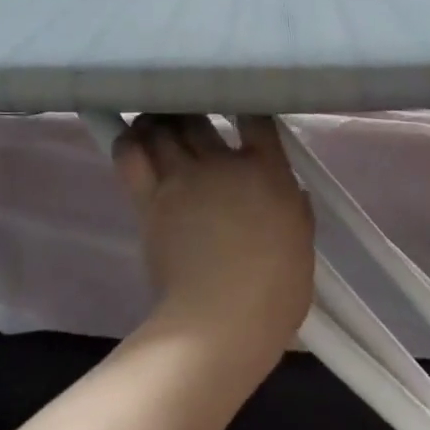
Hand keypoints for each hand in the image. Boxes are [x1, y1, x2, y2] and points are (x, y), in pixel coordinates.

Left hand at [112, 115, 314, 361]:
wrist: (219, 321)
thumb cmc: (274, 289)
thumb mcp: (301, 243)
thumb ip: (295, 209)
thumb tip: (290, 192)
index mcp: (266, 169)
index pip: (256, 119)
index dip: (247, 108)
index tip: (241, 108)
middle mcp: (221, 163)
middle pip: (200, 116)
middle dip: (192, 109)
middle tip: (189, 113)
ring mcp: (182, 178)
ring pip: (162, 129)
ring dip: (158, 121)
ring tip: (156, 122)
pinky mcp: (150, 199)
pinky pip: (130, 157)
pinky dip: (128, 143)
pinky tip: (130, 140)